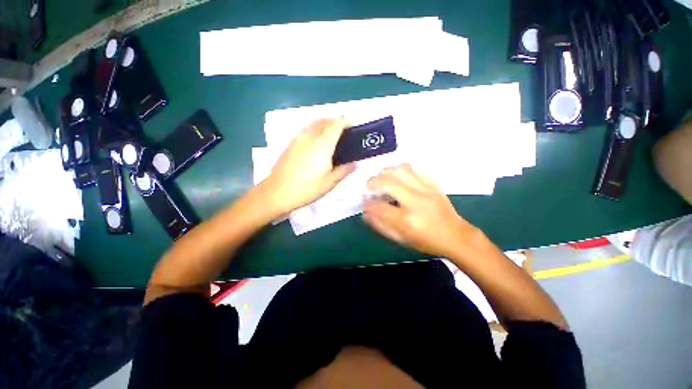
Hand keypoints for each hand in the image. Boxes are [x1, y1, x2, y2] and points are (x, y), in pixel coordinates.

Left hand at [259, 118, 355, 214]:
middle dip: (334, 121)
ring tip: (329, 136)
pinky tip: (314, 144)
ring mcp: (298, 138)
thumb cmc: (306, 188)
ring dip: (323, 124)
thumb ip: (343, 171)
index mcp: (323, 143)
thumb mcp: (329, 183)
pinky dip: (313, 130)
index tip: (352, 128)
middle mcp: (310, 136)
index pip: (336, 124)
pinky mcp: (290, 144)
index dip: (346, 122)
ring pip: (313, 124)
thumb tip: (354, 164)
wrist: (276, 192)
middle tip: (342, 132)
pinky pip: (305, 130)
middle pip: (324, 120)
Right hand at [363, 164, 479, 257]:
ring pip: (401, 170)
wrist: (454, 235)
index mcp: (406, 220)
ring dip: (387, 171)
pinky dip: (403, 169)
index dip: (367, 203)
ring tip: (383, 178)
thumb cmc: (427, 242)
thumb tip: (366, 213)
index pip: (379, 206)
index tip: (364, 202)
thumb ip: (382, 226)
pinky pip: (415, 169)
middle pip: (388, 181)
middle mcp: (415, 201)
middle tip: (369, 186)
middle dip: (373, 181)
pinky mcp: (433, 184)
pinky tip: (400, 176)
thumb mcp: (402, 240)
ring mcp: (425, 190)